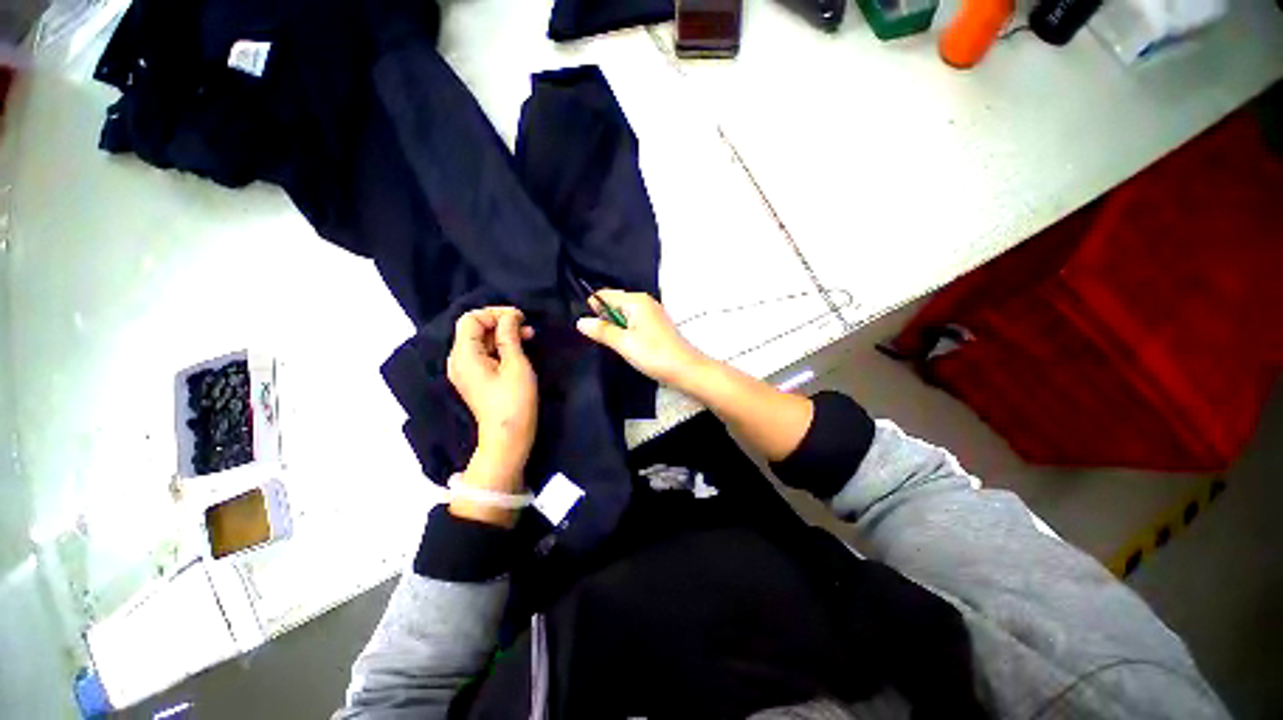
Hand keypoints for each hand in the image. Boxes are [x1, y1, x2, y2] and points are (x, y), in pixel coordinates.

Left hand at [447, 307, 537, 495]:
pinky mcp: (474, 378)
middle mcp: (458, 360)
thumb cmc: (514, 400)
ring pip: (481, 340)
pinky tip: (519, 349)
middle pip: (474, 328)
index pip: (471, 319)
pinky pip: (483, 354)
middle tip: (527, 326)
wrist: (507, 437)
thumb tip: (509, 316)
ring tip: (529, 336)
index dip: (495, 313)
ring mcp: (465, 370)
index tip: (520, 317)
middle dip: (501, 322)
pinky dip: (500, 347)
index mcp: (464, 355)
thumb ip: (509, 336)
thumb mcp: (516, 364)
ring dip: (503, 334)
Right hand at [575, 290, 709, 389]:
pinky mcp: (655, 327)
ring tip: (618, 345)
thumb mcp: (623, 343)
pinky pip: (633, 324)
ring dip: (616, 329)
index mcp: (636, 301)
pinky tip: (629, 348)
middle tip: (604, 339)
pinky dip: (627, 334)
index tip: (591, 328)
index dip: (594, 309)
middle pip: (614, 305)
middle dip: (605, 320)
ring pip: (623, 317)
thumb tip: (581, 321)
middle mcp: (644, 303)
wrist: (686, 370)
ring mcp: (652, 314)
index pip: (604, 295)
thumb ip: (601, 331)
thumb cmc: (656, 355)